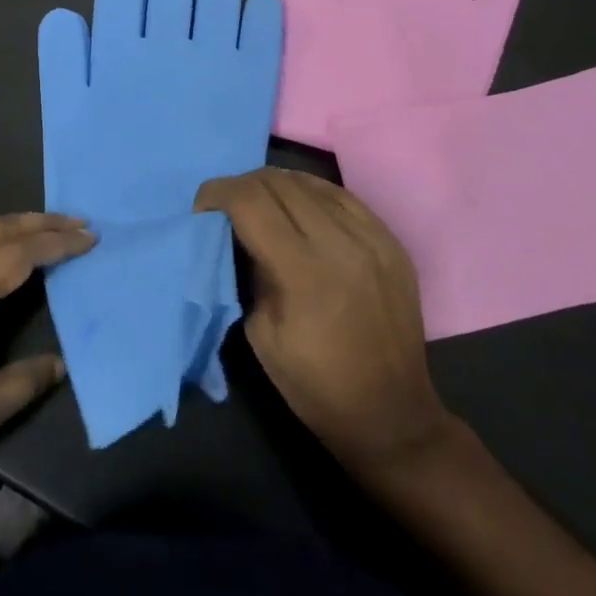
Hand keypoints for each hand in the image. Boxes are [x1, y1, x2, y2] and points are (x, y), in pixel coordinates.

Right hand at [195, 168, 454, 479]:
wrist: (393, 415)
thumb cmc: (315, 385)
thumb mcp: (259, 332)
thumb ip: (246, 271)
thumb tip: (234, 233)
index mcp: (303, 271)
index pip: (248, 200)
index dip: (215, 194)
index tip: (202, 211)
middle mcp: (340, 242)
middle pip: (275, 182)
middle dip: (240, 187)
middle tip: (226, 209)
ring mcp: (372, 237)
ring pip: (308, 181)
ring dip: (274, 186)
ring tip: (261, 206)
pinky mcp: (390, 240)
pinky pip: (340, 195)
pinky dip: (310, 193)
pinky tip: (299, 209)